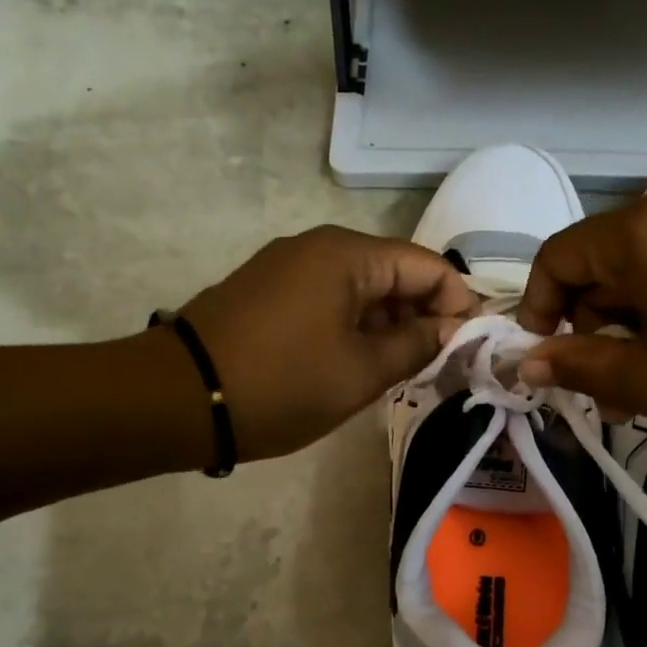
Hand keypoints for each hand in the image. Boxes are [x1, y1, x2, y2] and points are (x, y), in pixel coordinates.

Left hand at [179, 226, 475, 461]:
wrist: (177, 399)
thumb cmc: (281, 384)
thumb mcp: (361, 372)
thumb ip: (416, 344)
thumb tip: (453, 326)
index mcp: (348, 255)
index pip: (428, 266)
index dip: (457, 304)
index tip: (468, 349)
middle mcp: (319, 247)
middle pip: (394, 273)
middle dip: (423, 316)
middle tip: (437, 367)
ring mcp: (288, 266)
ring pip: (362, 288)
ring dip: (388, 325)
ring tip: (400, 371)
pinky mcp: (268, 290)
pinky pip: (329, 299)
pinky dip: (354, 326)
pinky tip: (357, 363)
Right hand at [513, 183, 646, 458]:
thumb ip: (576, 364)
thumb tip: (527, 363)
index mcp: (645, 229)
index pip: (559, 257)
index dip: (536, 307)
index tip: (542, 358)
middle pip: (602, 262)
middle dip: (590, 327)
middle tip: (601, 392)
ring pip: (643, 269)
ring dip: (628, 326)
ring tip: (640, 389)